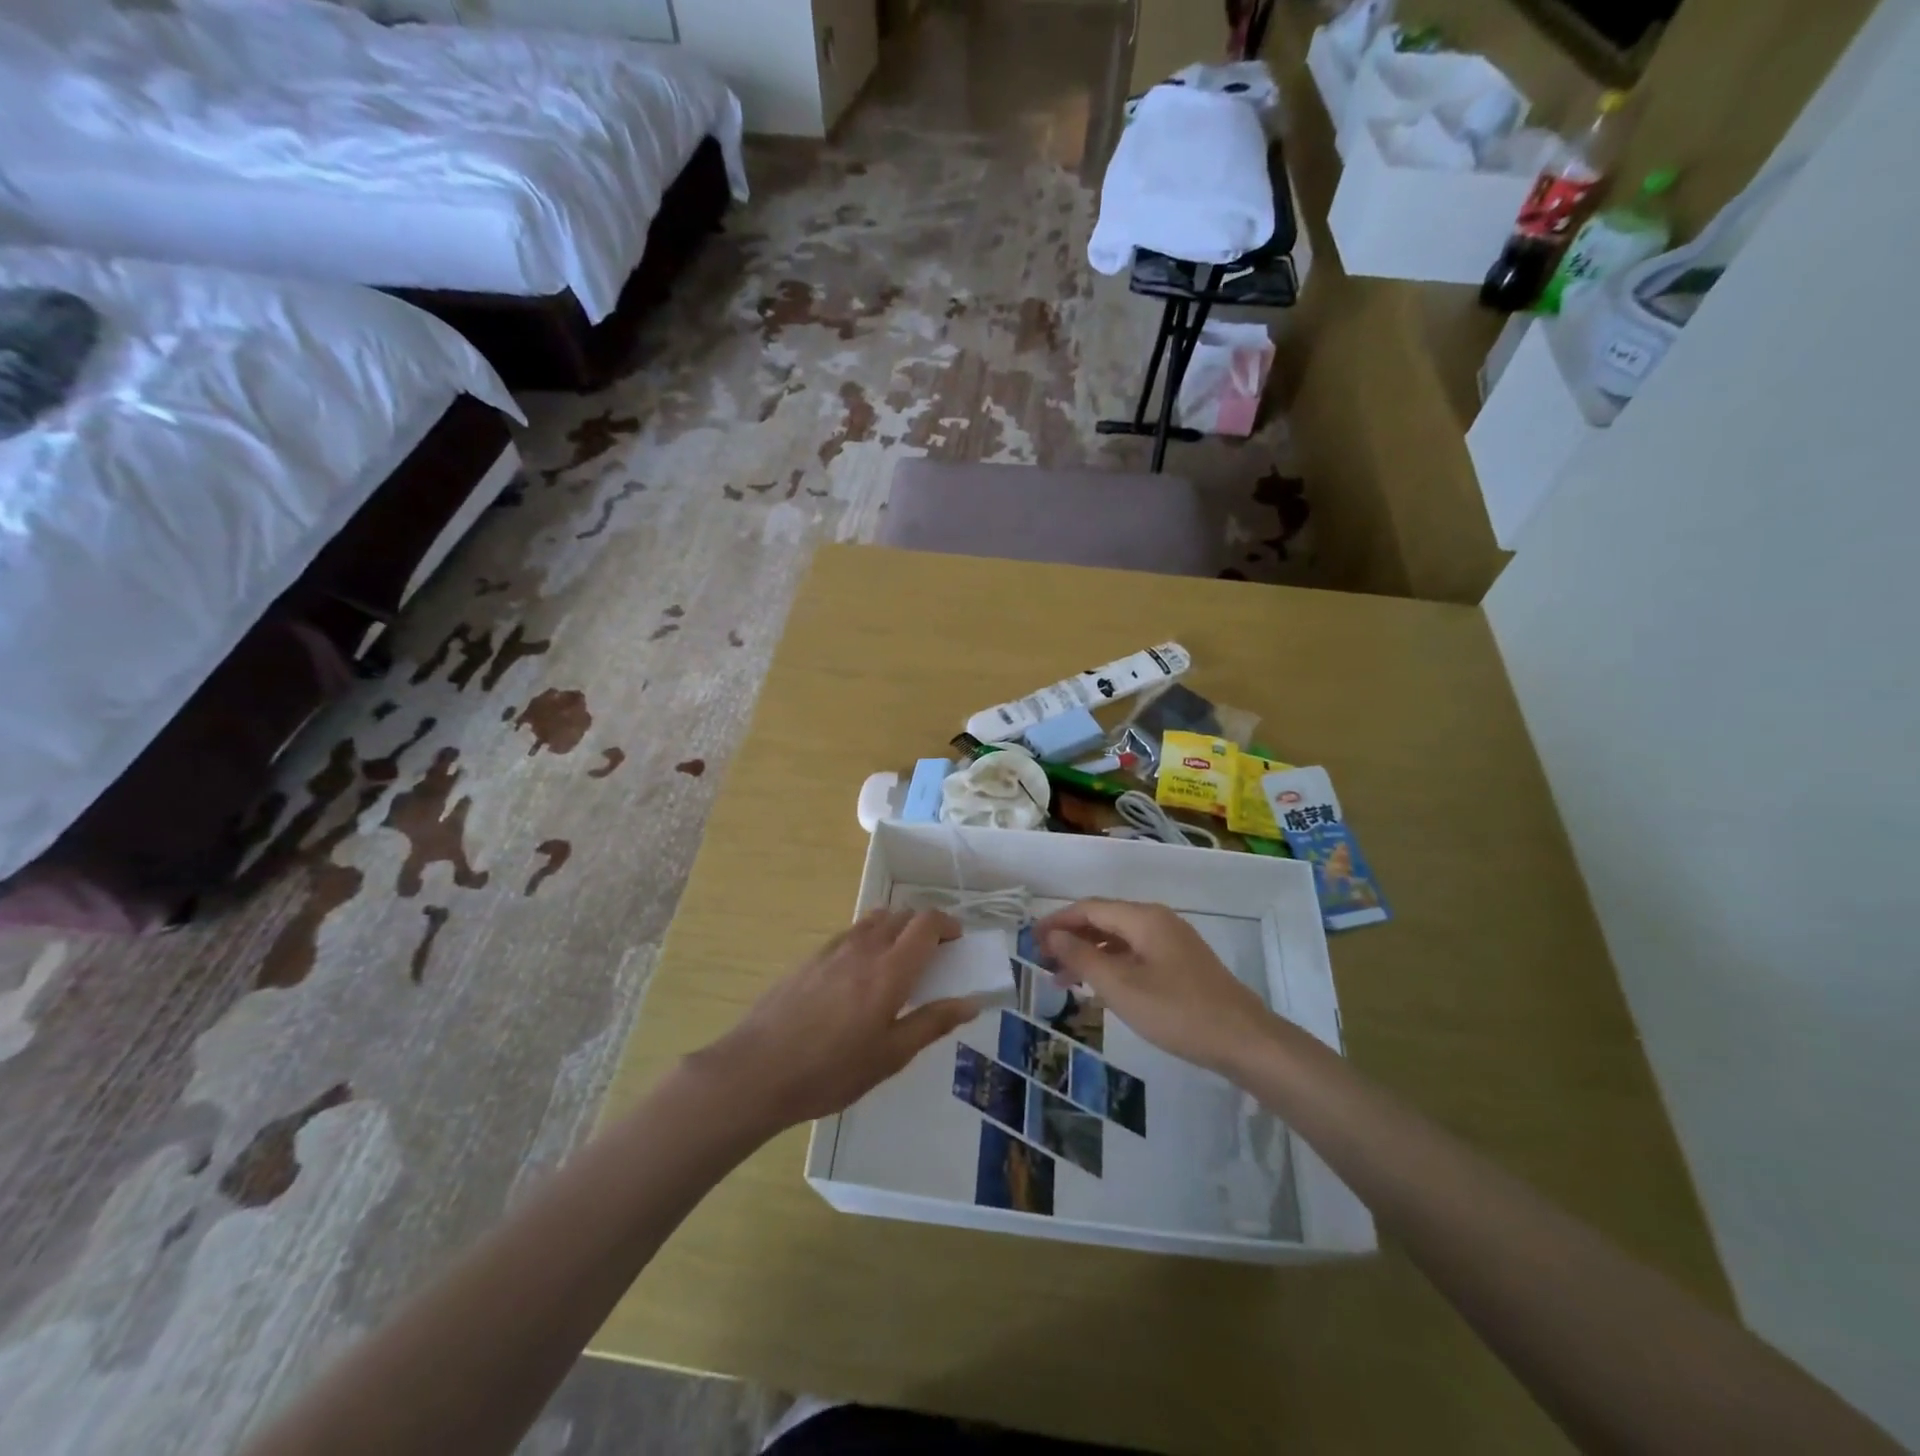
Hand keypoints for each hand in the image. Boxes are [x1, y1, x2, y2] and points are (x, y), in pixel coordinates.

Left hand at [688, 909, 979, 1132]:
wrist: (757, 1070)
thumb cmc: (831, 1070)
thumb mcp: (890, 1057)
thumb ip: (931, 1023)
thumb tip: (971, 1002)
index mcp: (889, 970)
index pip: (926, 923)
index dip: (946, 923)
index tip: (957, 940)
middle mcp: (863, 948)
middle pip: (901, 915)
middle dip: (924, 925)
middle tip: (934, 953)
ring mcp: (833, 949)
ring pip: (873, 919)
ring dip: (895, 927)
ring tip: (899, 959)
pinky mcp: (810, 959)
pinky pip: (850, 933)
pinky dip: (868, 938)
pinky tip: (860, 972)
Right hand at [1038, 899, 1276, 1074]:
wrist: (1244, 1040)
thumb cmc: (1177, 1011)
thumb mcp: (1121, 986)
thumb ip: (1082, 957)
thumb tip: (1052, 935)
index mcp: (1143, 917)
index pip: (1088, 908)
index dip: (1056, 922)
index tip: (1030, 942)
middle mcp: (1157, 920)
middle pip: (1103, 919)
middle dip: (1070, 938)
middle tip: (1043, 963)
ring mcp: (1172, 941)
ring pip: (1119, 938)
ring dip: (1089, 953)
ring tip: (1063, 981)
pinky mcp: (1181, 963)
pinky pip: (1135, 953)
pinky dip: (1111, 964)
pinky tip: (1100, 986)